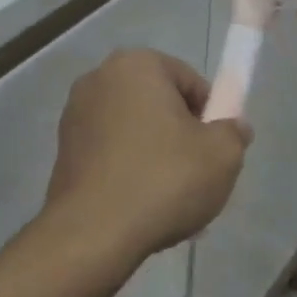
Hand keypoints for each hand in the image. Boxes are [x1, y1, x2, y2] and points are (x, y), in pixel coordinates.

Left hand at [41, 50, 249, 265]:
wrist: (93, 232)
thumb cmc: (164, 180)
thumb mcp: (222, 155)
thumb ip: (233, 132)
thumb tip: (231, 127)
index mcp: (136, 64)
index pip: (189, 81)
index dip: (211, 116)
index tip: (214, 150)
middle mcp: (98, 78)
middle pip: (158, 104)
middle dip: (180, 135)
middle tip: (196, 174)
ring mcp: (75, 114)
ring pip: (134, 130)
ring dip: (155, 155)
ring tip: (170, 199)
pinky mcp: (63, 149)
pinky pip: (110, 152)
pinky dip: (128, 171)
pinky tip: (142, 206)